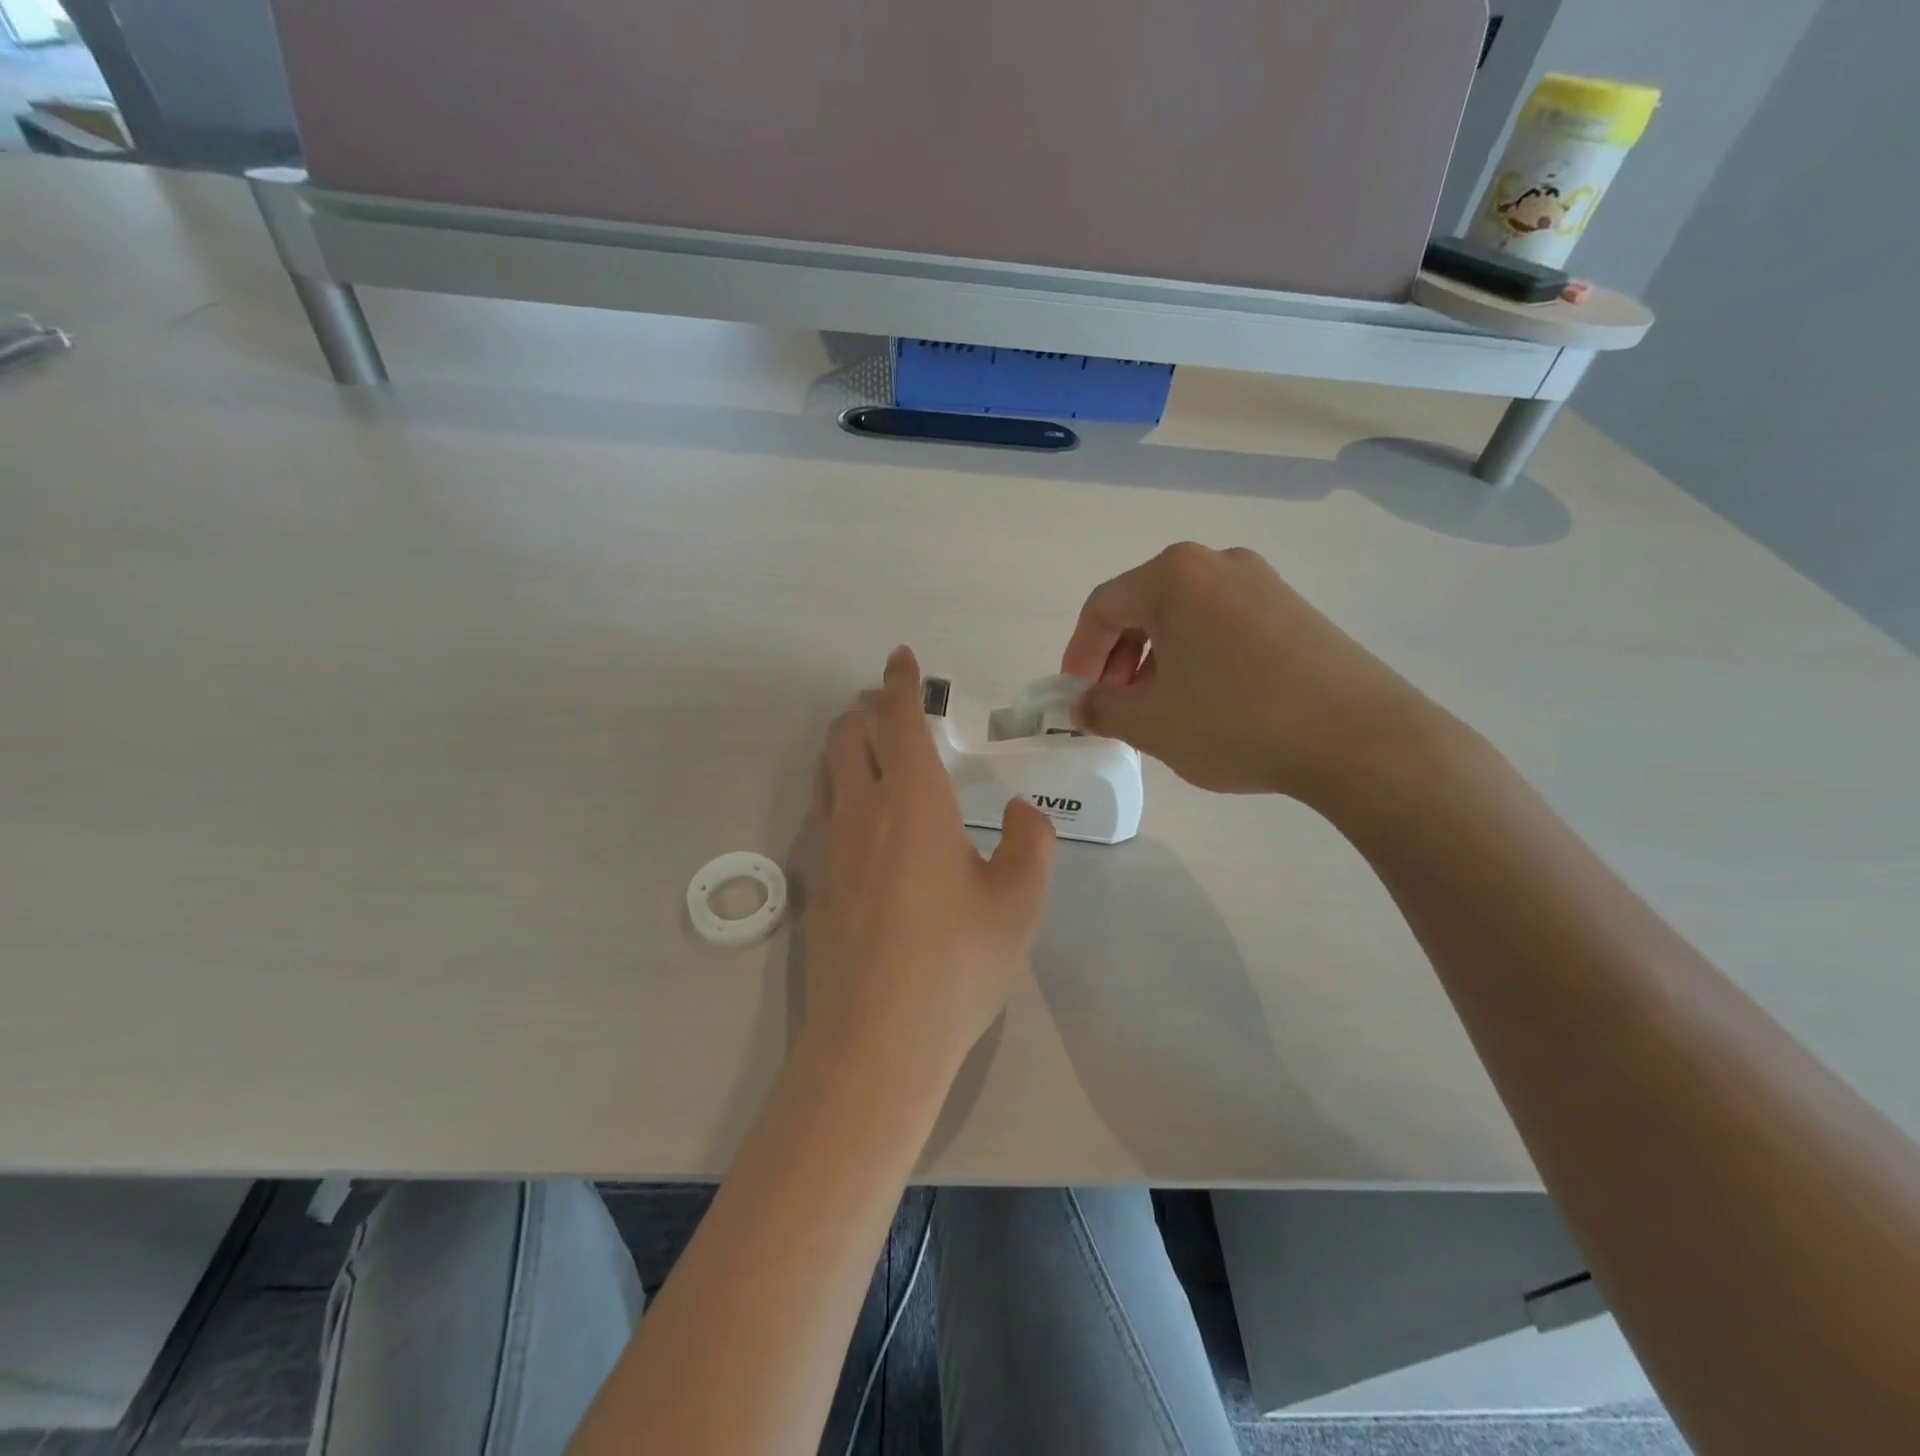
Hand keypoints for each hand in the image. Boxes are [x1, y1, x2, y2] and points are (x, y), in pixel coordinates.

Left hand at [803, 646, 1055, 1088]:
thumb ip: (1030, 843)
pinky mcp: (816, 882)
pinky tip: (857, 812)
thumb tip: (1021, 811)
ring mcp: (830, 847)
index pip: (899, 720)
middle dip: (867, 706)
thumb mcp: (1018, 903)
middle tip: (891, 704)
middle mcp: (862, 810)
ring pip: (828, 769)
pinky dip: (837, 784)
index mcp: (913, 802)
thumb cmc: (956, 965)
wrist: (875, 1041)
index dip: (900, 683)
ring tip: (870, 744)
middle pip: (848, 734)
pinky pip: (822, 809)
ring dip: (846, 742)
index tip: (901, 657)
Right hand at [1061, 543, 1442, 799]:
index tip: (1076, 697)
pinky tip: (1208, 702)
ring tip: (1160, 710)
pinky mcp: (1294, 610)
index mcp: (1173, 576)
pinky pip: (1222, 626)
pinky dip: (1197, 658)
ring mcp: (1262, 583)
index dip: (1079, 655)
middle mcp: (1216, 563)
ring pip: (1184, 618)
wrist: (1360, 739)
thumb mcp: (1151, 723)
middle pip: (1143, 606)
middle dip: (1118, 659)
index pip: (1102, 607)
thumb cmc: (1238, 721)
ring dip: (1156, 661)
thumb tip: (1081, 705)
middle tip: (1115, 707)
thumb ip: (1101, 709)